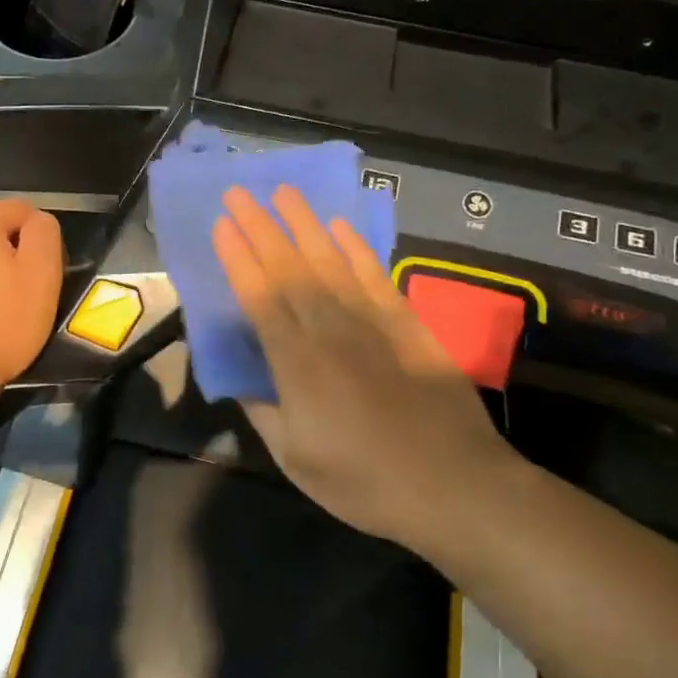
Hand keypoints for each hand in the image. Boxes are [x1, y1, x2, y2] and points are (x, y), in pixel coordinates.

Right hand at [212, 185, 519, 548]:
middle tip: (239, 192)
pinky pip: (375, 275)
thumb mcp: (297, 461)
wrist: (455, 485)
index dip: (239, 258)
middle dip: (261, 227)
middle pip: (290, 268)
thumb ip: (263, 412)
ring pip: (331, 261)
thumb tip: (239, 380)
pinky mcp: (407, 323)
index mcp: (298, 364)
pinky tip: (341, 226)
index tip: (221, 224)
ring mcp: (372, 322)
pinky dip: (356, 248)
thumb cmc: (366, 482)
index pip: (260, 298)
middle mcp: (331, 330)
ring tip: (284, 192)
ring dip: (305, 224)